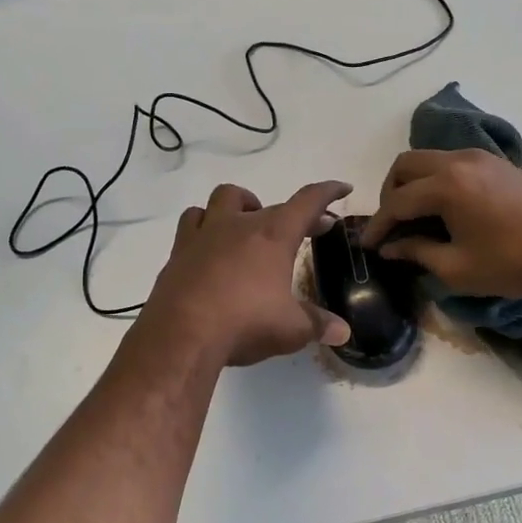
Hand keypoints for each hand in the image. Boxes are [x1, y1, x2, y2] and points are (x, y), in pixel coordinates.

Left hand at [141, 181, 354, 365]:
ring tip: (248, 227)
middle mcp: (239, 225)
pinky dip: (205, 228)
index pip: (308, 201)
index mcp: (273, 235)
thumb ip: (317, 324)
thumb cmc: (244, 323)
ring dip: (240, 206)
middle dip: (290, 214)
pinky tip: (210, 248)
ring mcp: (204, 235)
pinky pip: (191, 223)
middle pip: (269, 204)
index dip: (328, 192)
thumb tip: (343, 331)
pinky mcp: (178, 252)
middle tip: (302, 232)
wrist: (181, 335)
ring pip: (223, 199)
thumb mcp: (290, 329)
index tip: (342, 188)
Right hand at [362, 149, 521, 299]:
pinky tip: (444, 209)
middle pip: (406, 165)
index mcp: (446, 186)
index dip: (378, 225)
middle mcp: (459, 161)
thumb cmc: (513, 265)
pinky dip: (437, 180)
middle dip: (390, 193)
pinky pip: (453, 162)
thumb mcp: (457, 268)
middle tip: (391, 224)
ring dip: (414, 184)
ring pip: (430, 160)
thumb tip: (391, 247)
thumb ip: (417, 252)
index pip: (397, 201)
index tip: (367, 245)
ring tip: (415, 217)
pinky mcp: (498, 163)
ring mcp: (481, 157)